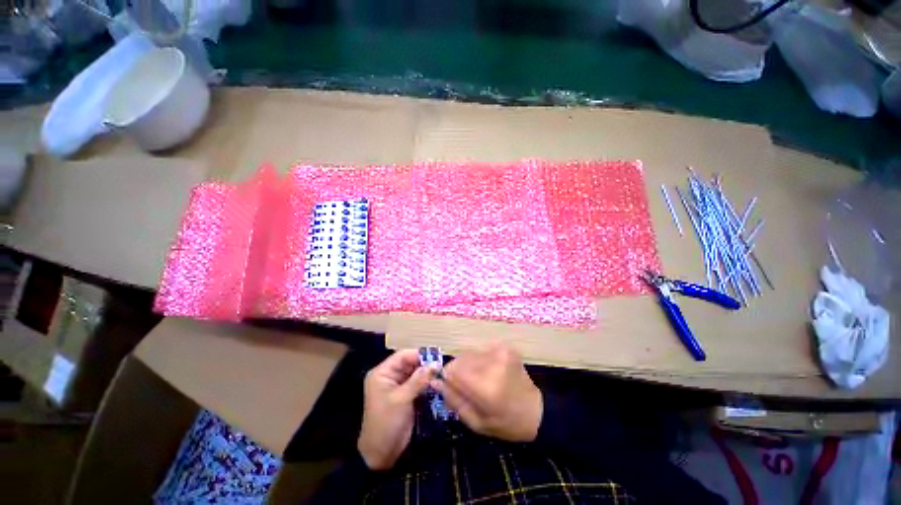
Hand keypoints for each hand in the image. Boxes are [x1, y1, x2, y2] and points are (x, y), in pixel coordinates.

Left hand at [358, 349, 432, 470]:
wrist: (381, 454)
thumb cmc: (386, 423)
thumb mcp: (402, 399)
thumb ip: (418, 380)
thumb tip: (435, 364)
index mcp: (382, 373)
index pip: (402, 356)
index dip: (419, 354)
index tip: (436, 356)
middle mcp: (389, 376)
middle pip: (409, 363)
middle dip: (424, 363)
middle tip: (442, 365)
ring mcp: (397, 385)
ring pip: (415, 372)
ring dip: (427, 372)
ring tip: (442, 372)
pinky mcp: (405, 395)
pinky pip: (417, 382)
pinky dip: (426, 382)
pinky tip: (437, 382)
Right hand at [433, 342, 541, 442]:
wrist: (535, 411)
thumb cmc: (505, 423)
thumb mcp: (476, 422)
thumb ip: (453, 400)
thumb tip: (435, 381)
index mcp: (486, 387)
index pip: (452, 370)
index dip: (448, 378)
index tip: (452, 387)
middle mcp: (492, 364)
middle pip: (460, 359)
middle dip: (458, 371)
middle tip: (467, 386)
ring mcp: (500, 352)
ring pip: (469, 353)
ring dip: (468, 365)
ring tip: (479, 379)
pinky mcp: (505, 347)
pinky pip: (480, 350)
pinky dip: (479, 359)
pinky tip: (488, 371)